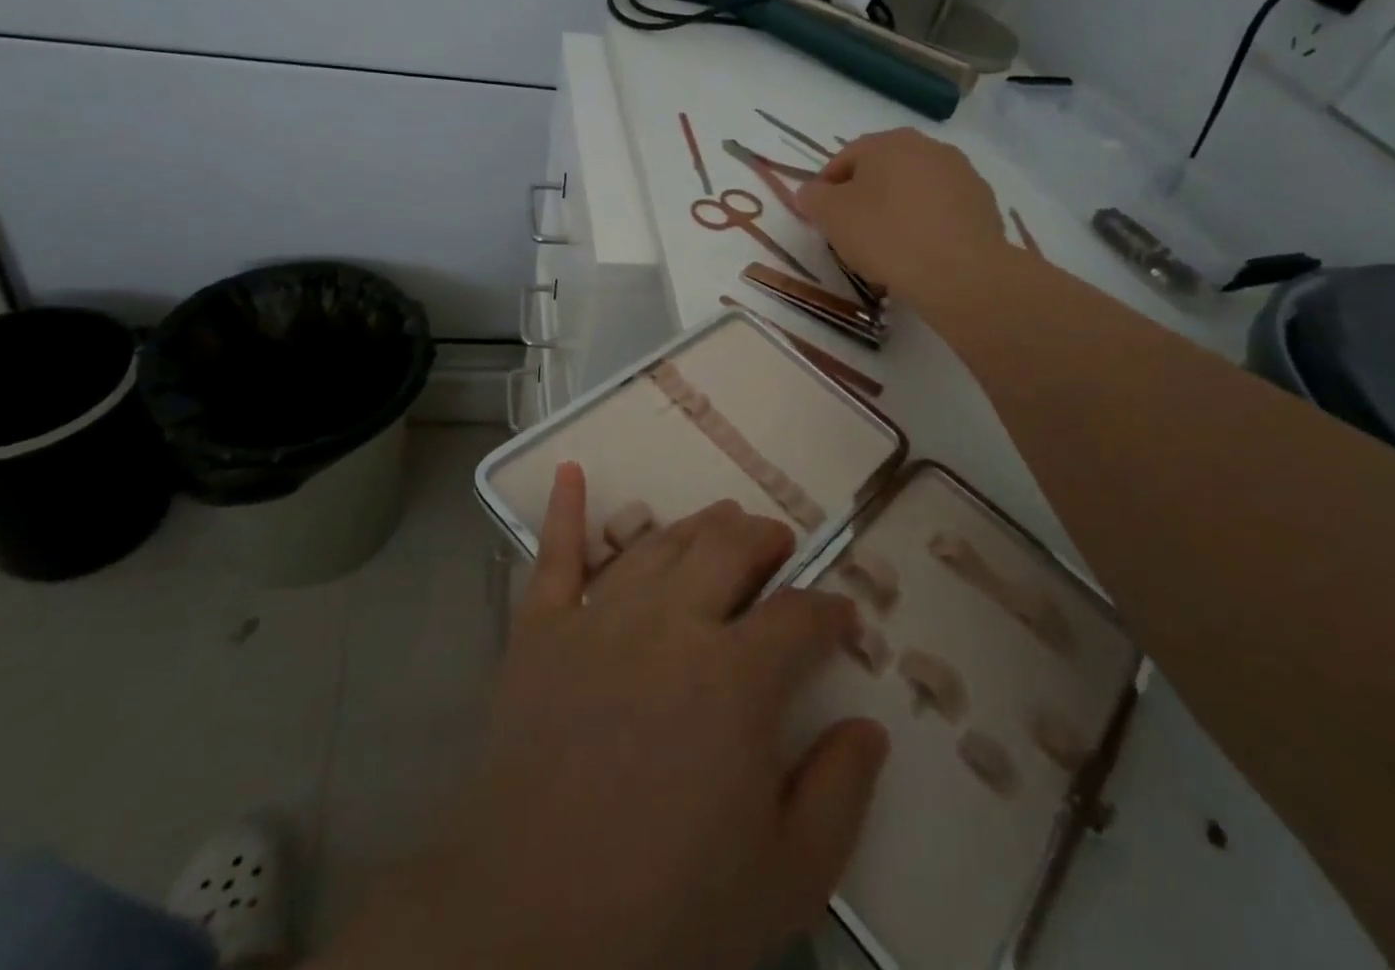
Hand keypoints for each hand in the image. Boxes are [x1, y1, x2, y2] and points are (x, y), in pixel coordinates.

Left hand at [329, 465, 888, 969]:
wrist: (526, 931)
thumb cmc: (667, 910)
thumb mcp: (786, 878)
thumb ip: (840, 793)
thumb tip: (869, 725)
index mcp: (736, 677)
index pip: (800, 617)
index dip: (830, 611)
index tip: (843, 615)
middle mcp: (671, 623)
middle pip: (729, 549)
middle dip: (765, 540)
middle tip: (779, 546)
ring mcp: (599, 617)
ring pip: (660, 543)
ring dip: (699, 524)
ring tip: (722, 521)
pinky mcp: (540, 630)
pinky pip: (554, 555)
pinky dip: (565, 510)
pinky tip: (571, 471)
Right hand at [795, 128, 1010, 308]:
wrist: (961, 272)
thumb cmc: (886, 236)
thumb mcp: (831, 216)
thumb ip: (813, 198)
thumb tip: (810, 192)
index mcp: (888, 142)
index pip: (845, 158)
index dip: (827, 188)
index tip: (821, 218)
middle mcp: (927, 146)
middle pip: (882, 170)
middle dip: (864, 197)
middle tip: (852, 232)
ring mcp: (961, 173)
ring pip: (914, 189)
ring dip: (897, 209)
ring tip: (888, 247)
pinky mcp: (983, 203)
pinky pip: (942, 210)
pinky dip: (927, 224)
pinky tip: (920, 252)